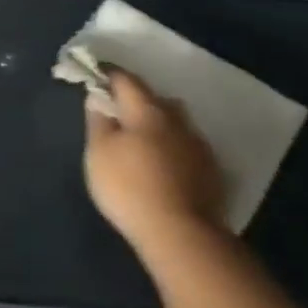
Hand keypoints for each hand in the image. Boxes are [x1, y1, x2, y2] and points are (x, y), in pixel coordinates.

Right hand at [83, 69, 227, 255]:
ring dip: (159, 124)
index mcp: (148, 111)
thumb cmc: (129, 186)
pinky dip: (173, 147)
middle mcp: (178, 122)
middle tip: (119, 112)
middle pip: (157, 100)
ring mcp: (200, 147)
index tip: (95, 74)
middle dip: (138, 100)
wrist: (181, 234)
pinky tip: (163, 164)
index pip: (127, 80)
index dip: (109, 74)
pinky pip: (187, 147)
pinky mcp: (212, 172)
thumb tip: (98, 98)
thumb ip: (98, 121)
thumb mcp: (98, 152)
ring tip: (142, 140)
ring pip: (176, 124)